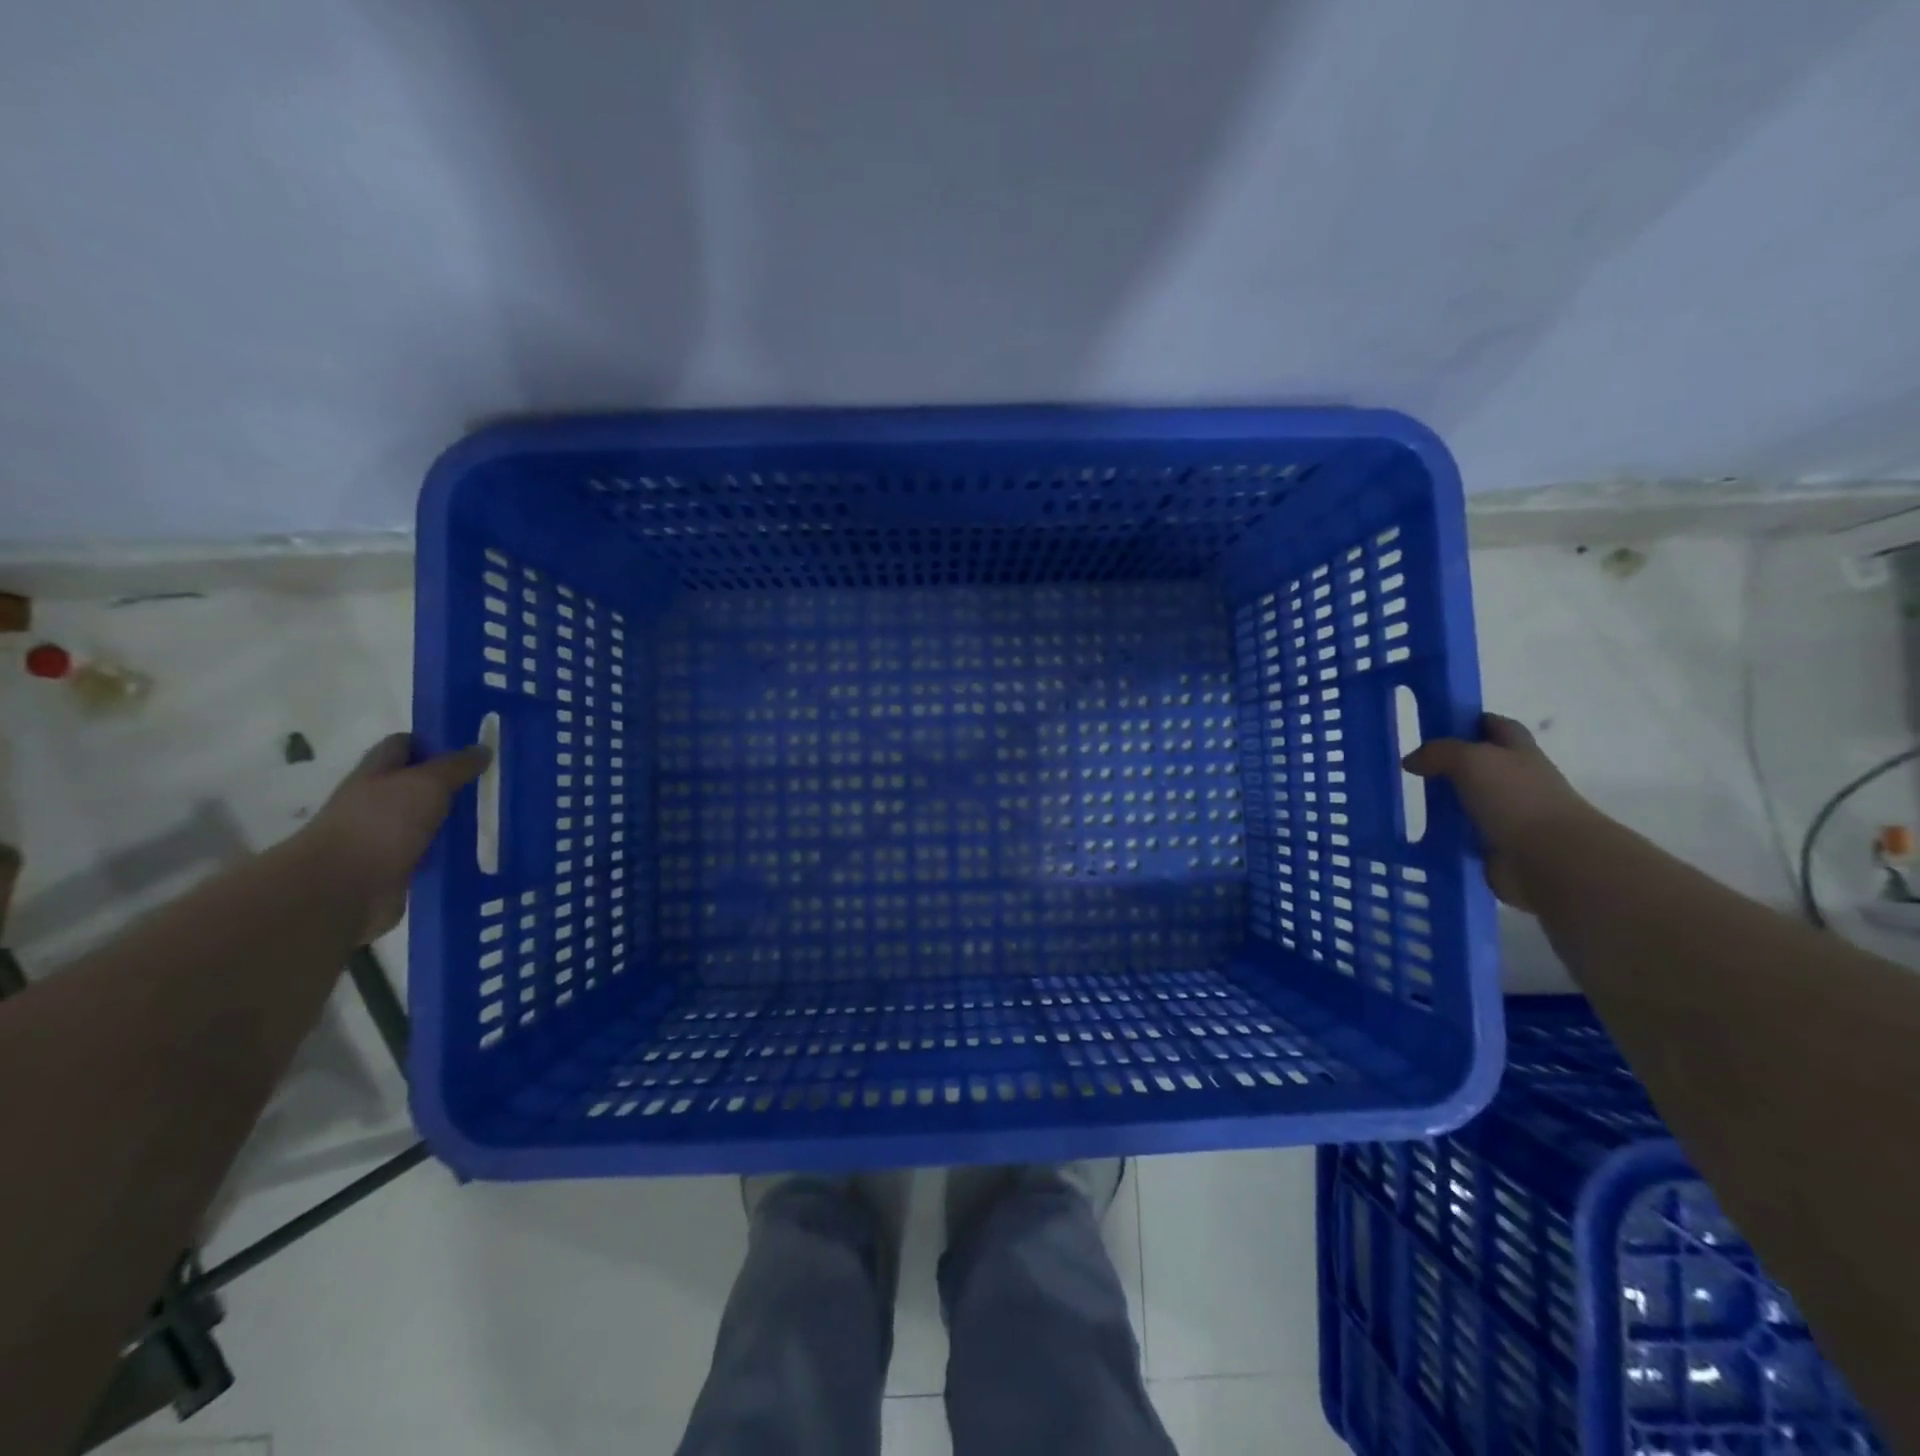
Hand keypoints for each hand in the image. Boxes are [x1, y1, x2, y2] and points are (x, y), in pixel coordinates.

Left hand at [297, 734, 490, 943]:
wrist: (341, 889)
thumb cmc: (380, 824)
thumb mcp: (426, 784)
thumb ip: (456, 766)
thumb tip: (483, 748)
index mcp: (378, 772)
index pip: (405, 745)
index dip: (436, 741)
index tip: (475, 746)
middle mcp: (379, 800)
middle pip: (420, 783)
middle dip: (455, 782)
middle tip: (497, 781)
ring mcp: (387, 835)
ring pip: (431, 819)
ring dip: (458, 818)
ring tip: (501, 814)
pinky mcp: (398, 866)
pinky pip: (433, 852)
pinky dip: (454, 851)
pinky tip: (484, 849)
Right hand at [1403, 713, 1595, 910]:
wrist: (1550, 859)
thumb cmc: (1516, 798)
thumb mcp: (1471, 760)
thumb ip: (1438, 753)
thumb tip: (1411, 761)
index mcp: (1518, 751)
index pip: (1496, 726)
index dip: (1470, 721)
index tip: (1436, 725)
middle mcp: (1516, 780)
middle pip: (1481, 764)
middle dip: (1450, 763)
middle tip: (1412, 765)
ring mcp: (1508, 814)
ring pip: (1469, 800)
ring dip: (1445, 801)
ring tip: (1408, 800)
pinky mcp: (1497, 845)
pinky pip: (1463, 834)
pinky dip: (1445, 833)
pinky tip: (1419, 832)